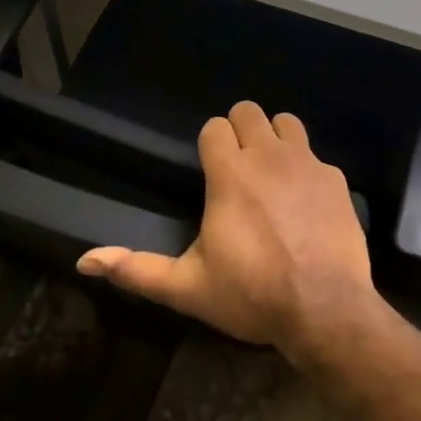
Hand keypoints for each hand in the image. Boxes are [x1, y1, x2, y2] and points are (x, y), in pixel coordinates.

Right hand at [76, 101, 378, 360]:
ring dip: (275, 138)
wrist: (325, 308)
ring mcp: (307, 162)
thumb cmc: (251, 295)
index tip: (211, 171)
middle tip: (239, 167)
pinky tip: (306, 202)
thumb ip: (137, 270)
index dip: (211, 145)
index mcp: (230, 173)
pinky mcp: (336, 178)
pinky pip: (316, 156)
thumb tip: (84, 261)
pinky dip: (307, 170)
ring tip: (271, 172)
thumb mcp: (188, 287)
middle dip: (240, 131)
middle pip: (249, 111)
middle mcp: (268, 155)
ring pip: (286, 122)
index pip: (215, 126)